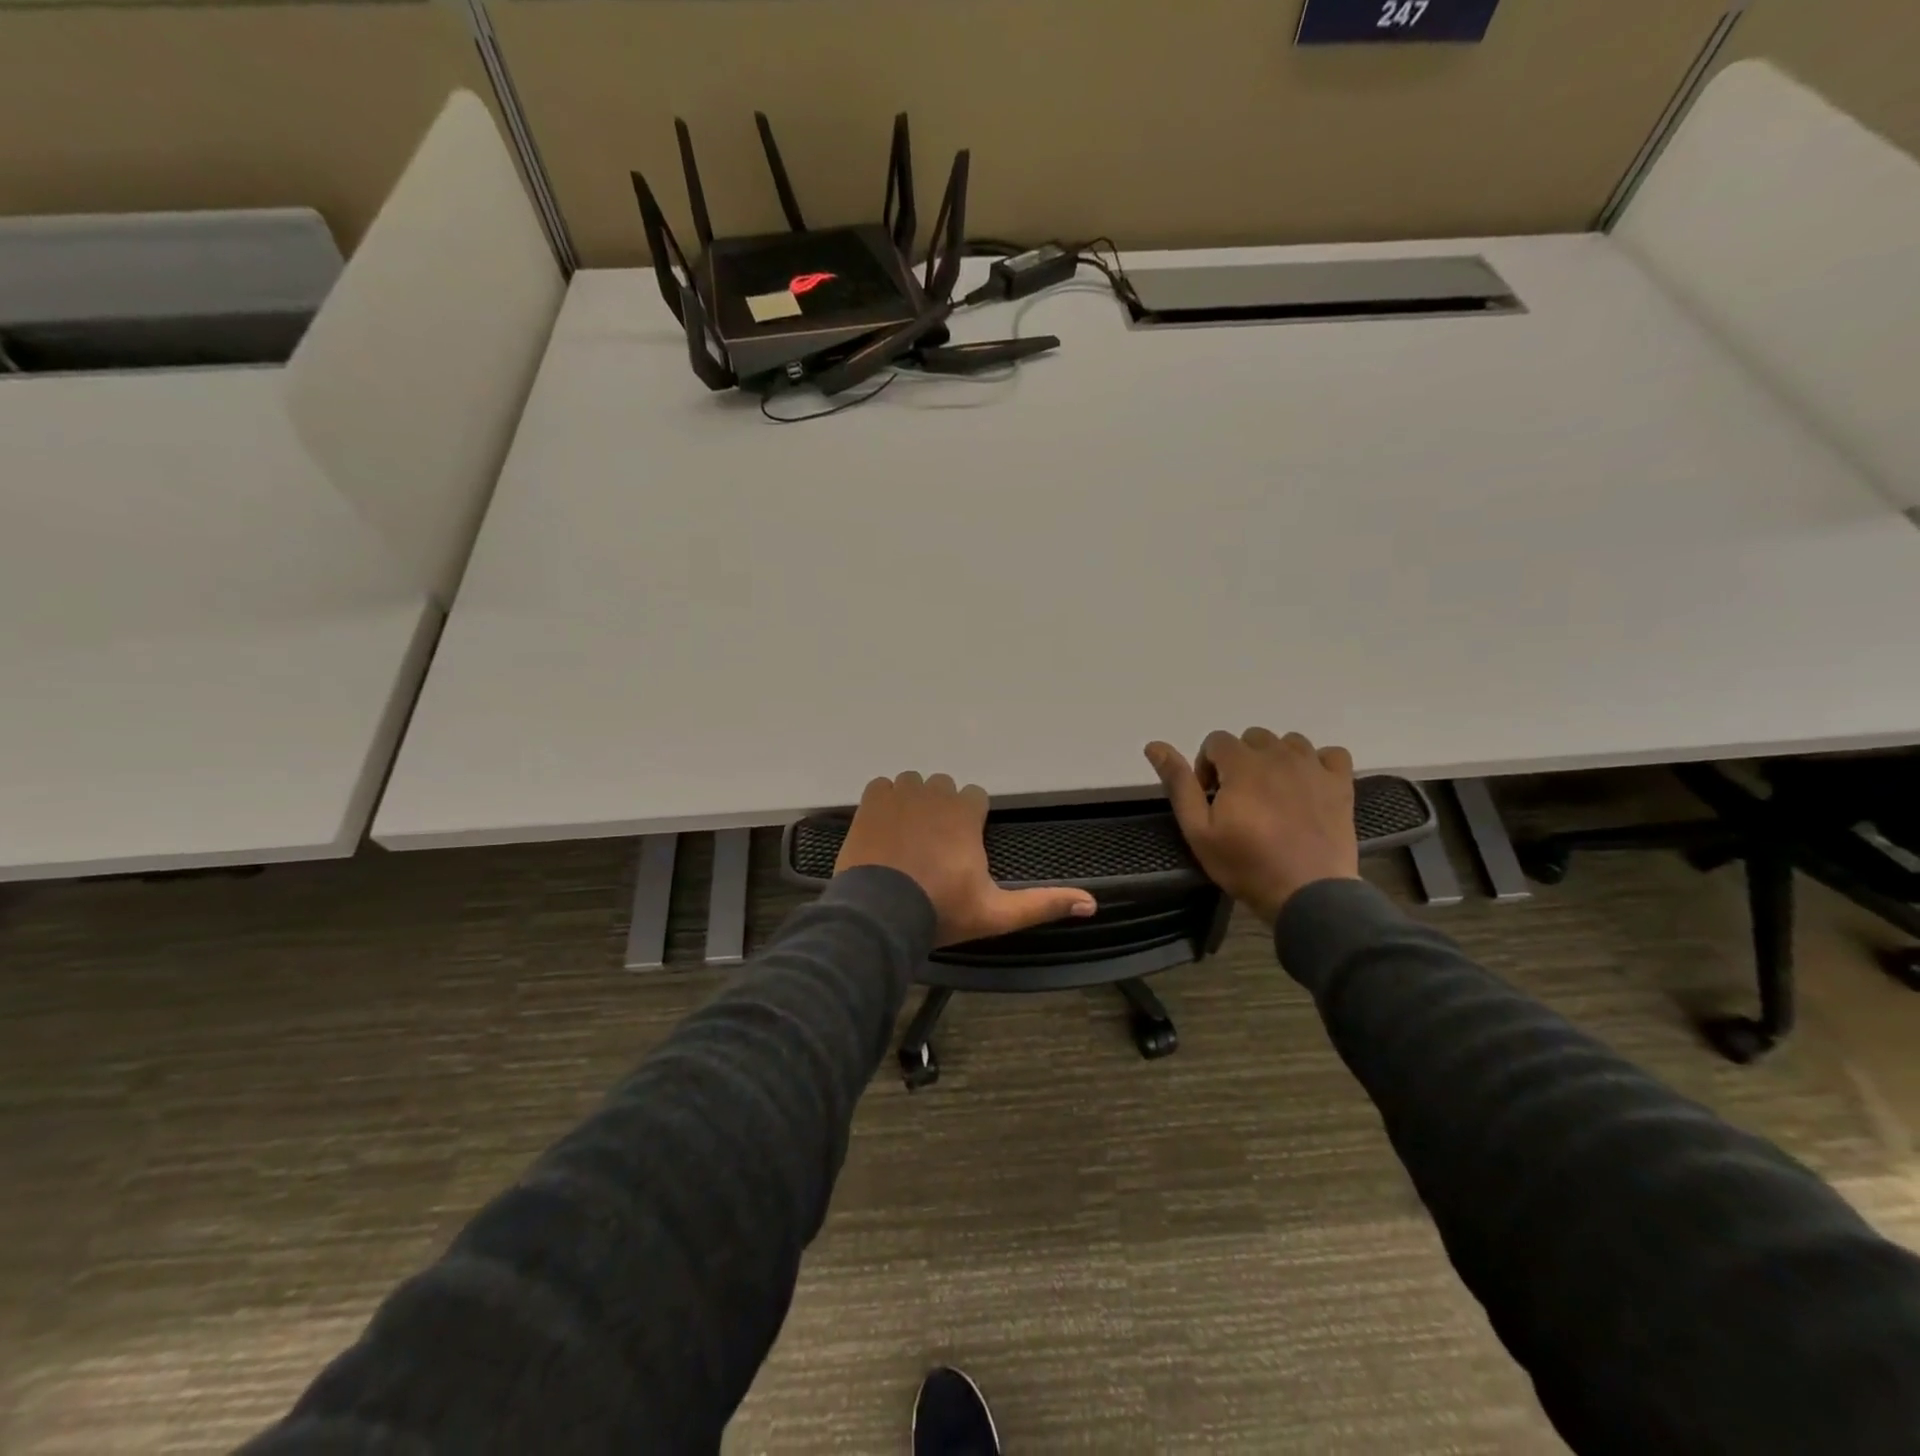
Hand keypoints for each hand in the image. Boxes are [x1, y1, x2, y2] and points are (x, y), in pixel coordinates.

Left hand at [834, 772, 1097, 946]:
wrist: (881, 915)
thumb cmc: (942, 911)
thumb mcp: (997, 913)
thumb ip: (1043, 904)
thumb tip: (1092, 904)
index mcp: (966, 813)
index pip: (974, 797)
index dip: (968, 822)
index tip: (959, 848)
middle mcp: (936, 793)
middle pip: (944, 788)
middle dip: (941, 810)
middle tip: (931, 848)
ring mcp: (901, 793)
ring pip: (913, 784)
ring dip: (913, 803)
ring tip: (906, 838)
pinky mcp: (871, 800)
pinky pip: (882, 786)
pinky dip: (884, 802)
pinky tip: (883, 830)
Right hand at [1145, 729, 1360, 925]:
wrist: (1308, 893)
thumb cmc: (1246, 864)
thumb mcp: (1199, 830)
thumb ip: (1179, 784)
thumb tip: (1154, 746)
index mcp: (1242, 764)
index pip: (1217, 740)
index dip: (1207, 766)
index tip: (1211, 797)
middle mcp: (1279, 756)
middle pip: (1253, 737)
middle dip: (1240, 760)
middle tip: (1239, 797)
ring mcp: (1314, 768)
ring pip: (1290, 742)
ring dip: (1276, 758)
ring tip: (1272, 792)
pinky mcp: (1341, 785)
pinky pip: (1331, 754)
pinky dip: (1318, 763)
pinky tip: (1309, 785)